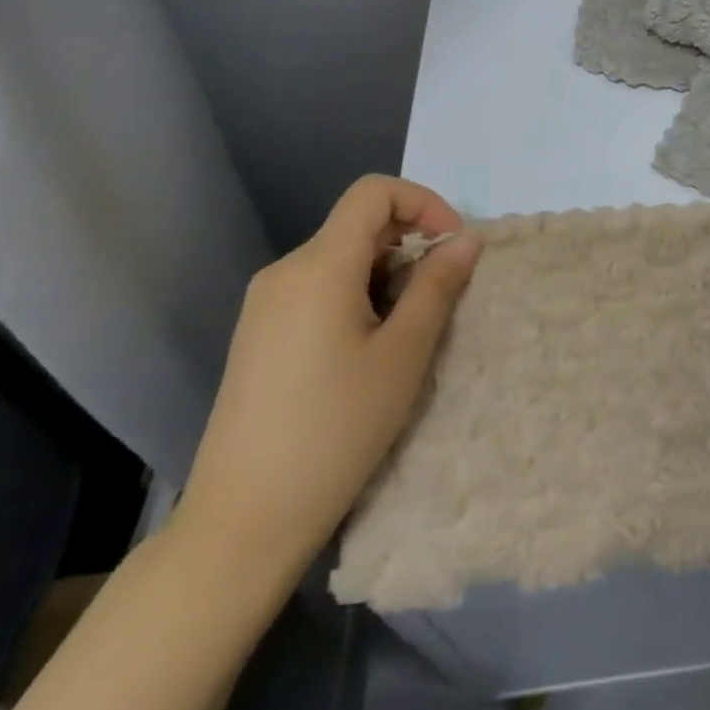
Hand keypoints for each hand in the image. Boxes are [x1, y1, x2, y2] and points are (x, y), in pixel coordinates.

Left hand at [176, 176, 480, 578]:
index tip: (453, 246)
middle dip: (410, 244)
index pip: (374, 193)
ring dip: (387, 274)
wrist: (244, 517)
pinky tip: (368, 349)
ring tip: (406, 333)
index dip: (423, 203)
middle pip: (358, 225)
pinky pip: (319, 288)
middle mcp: (286, 271)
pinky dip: (358, 295)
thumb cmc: (337, 429)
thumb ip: (437, 287)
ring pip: (341, 258)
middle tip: (440, 298)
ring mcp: (266, 303)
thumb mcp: (404, 354)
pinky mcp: (260, 333)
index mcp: (319, 266)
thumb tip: (466, 240)